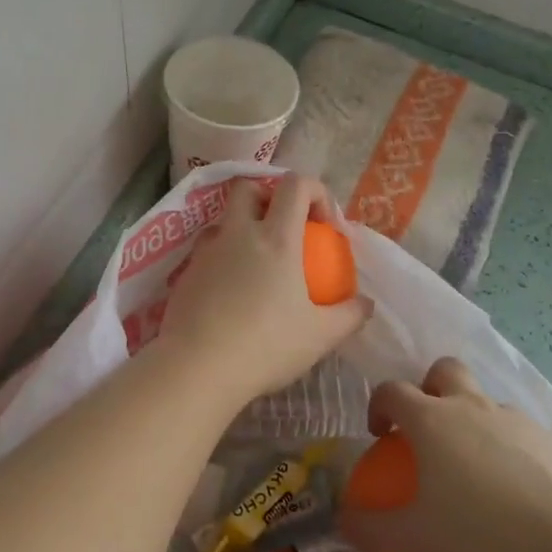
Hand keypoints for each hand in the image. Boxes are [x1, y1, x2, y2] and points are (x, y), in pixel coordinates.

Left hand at [154, 175, 372, 409]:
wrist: (197, 367)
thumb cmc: (265, 346)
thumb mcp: (320, 336)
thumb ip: (349, 315)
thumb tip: (365, 303)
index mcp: (276, 238)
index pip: (295, 185)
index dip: (315, 191)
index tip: (325, 224)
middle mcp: (238, 233)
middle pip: (248, 188)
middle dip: (268, 197)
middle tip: (284, 228)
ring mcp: (207, 250)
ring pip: (224, 220)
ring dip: (242, 228)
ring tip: (256, 264)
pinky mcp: (185, 272)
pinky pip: (207, 251)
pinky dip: (223, 259)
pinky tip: (231, 293)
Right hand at [337, 357, 551, 551]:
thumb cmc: (481, 532)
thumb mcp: (414, 539)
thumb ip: (371, 528)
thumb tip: (342, 519)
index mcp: (431, 418)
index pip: (391, 390)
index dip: (378, 406)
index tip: (380, 435)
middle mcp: (470, 405)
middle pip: (443, 370)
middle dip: (430, 388)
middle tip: (429, 428)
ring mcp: (514, 418)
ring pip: (485, 401)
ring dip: (473, 420)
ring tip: (476, 470)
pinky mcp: (551, 440)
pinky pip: (521, 433)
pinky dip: (510, 449)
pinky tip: (516, 492)